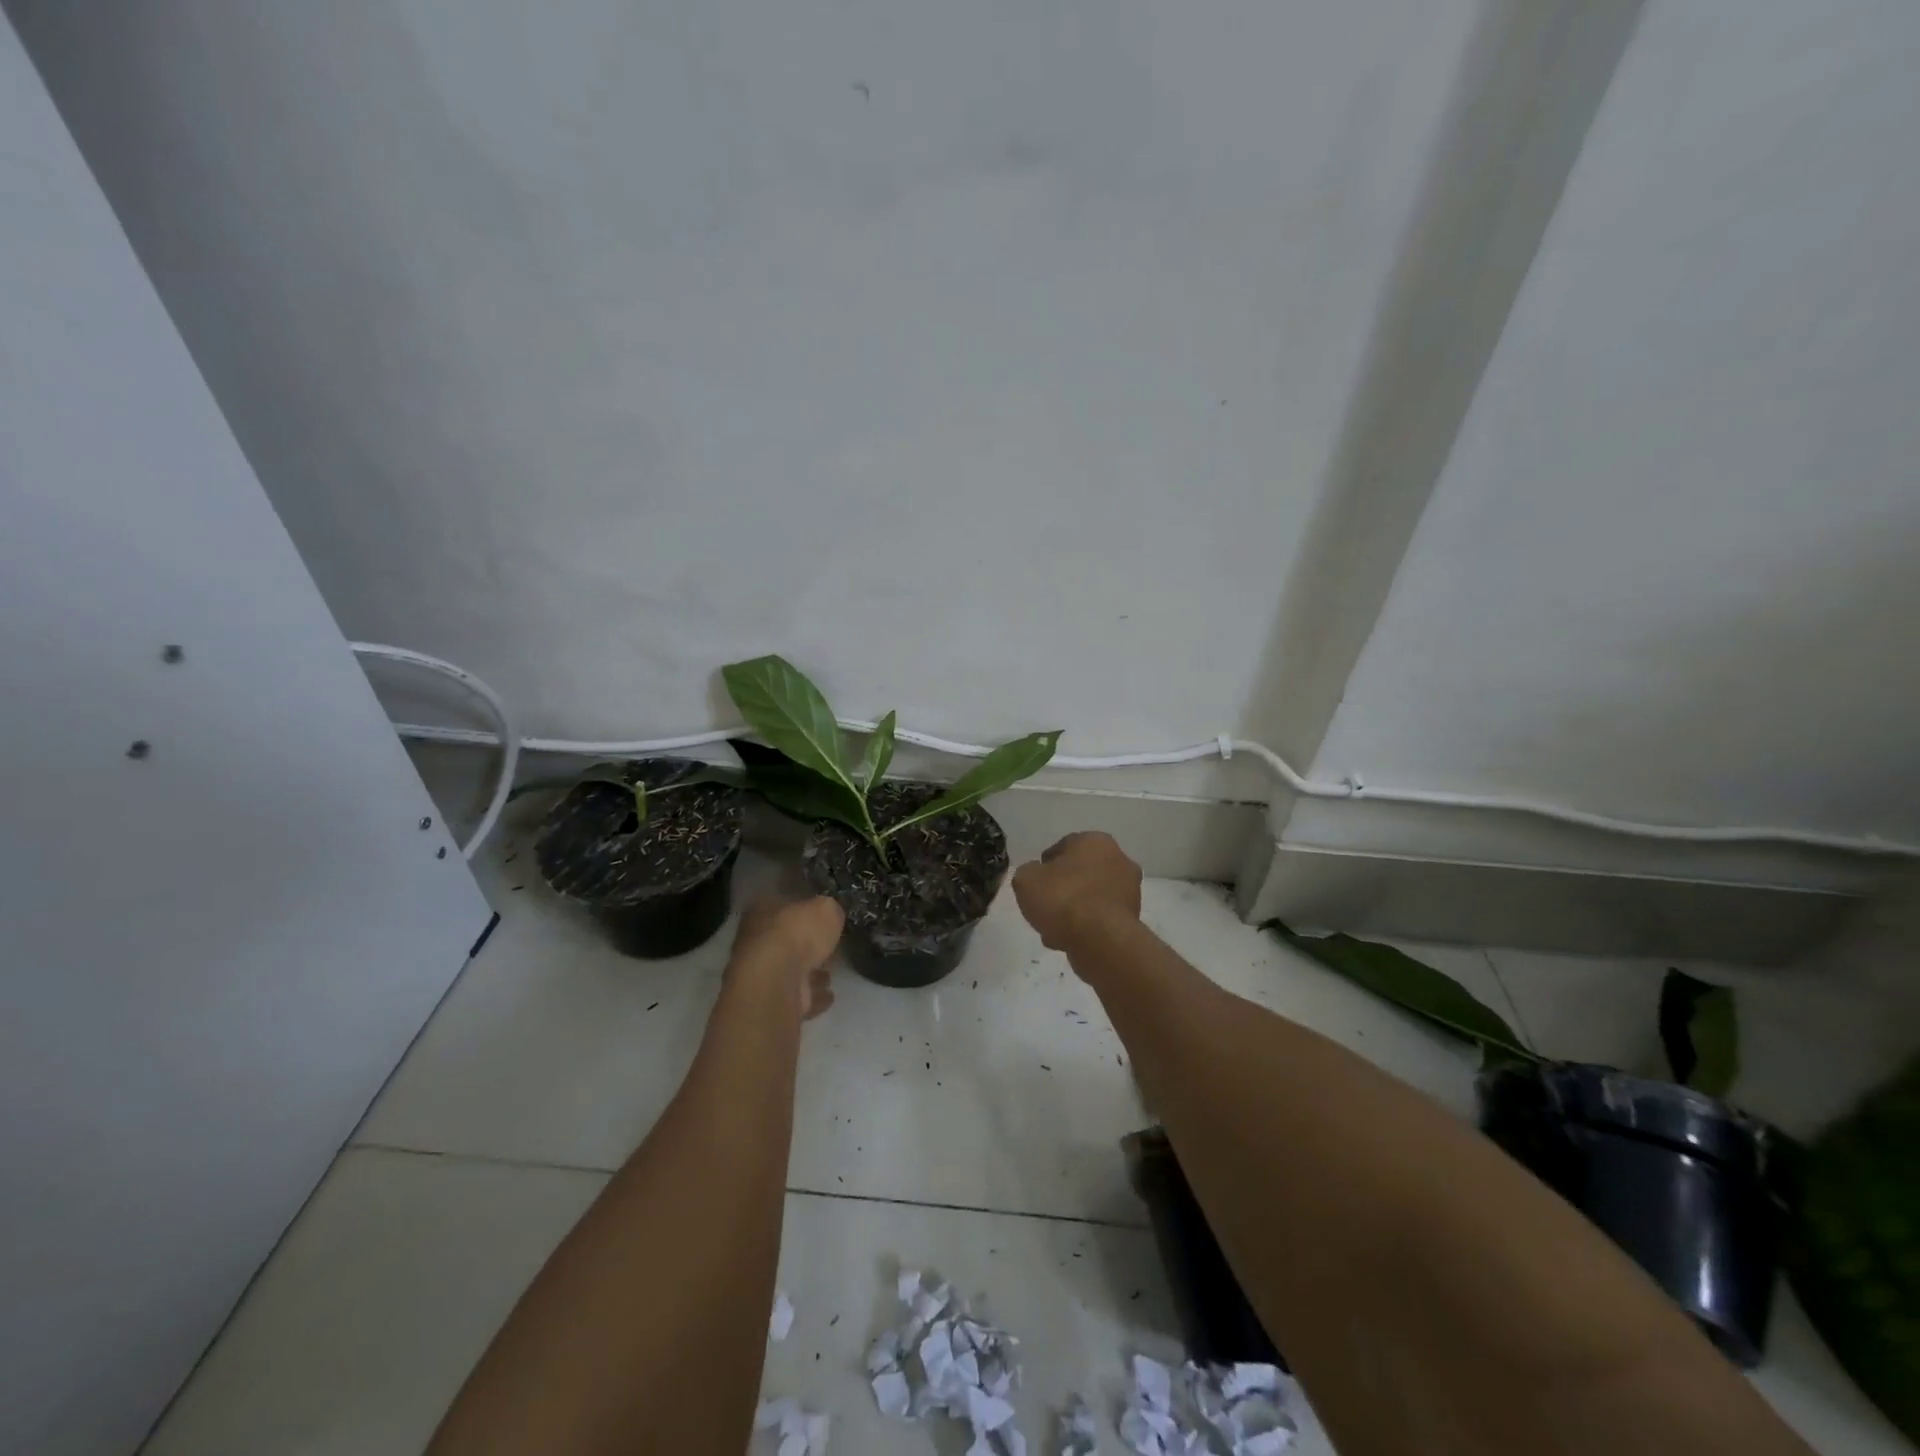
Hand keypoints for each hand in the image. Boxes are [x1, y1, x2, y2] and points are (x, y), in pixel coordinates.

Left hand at [726, 896, 843, 1019]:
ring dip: (809, 973)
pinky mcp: (771, 1001)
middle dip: (806, 946)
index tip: (823, 919)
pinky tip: (829, 996)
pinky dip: (812, 996)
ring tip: (831, 974)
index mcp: (762, 910)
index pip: (784, 904)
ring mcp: (761, 973)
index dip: (805, 910)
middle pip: (786, 940)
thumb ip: (828, 911)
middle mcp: (756, 940)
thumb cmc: (797, 935)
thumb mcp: (824, 909)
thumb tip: (830, 916)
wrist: (776, 983)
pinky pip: (797, 996)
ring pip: (790, 970)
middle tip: (828, 948)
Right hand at [1012, 832, 1142, 951]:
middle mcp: (1118, 859)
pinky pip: (1101, 917)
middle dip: (1063, 888)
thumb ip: (1028, 872)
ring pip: (1091, 897)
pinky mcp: (1133, 917)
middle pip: (1080, 873)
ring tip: (1053, 930)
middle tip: (1045, 906)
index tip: (1035, 883)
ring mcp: (1130, 890)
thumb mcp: (1026, 879)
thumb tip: (1036, 876)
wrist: (1100, 940)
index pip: (1064, 847)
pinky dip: (1087, 926)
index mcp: (1095, 841)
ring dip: (1074, 910)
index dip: (1045, 865)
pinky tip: (1069, 940)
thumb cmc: (1062, 899)